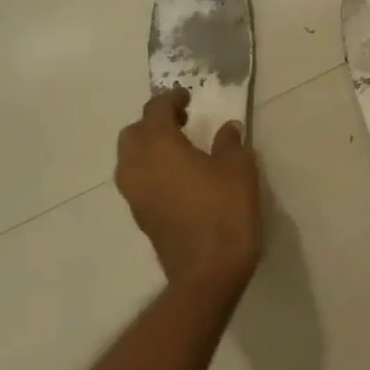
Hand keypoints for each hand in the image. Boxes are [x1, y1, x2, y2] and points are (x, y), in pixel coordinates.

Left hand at [115, 90, 262, 293]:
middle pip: (133, 133)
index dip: (171, 99)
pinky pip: (138, 181)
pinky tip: (179, 177)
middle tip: (182, 122)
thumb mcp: (238, 168)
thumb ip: (230, 143)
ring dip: (149, 147)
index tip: (188, 97)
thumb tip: (227, 129)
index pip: (155, 110)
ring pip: (130, 159)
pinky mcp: (140, 216)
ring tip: (179, 149)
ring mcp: (134, 194)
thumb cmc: (225, 210)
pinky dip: (151, 170)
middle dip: (153, 122)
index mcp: (158, 146)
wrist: (207, 272)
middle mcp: (137, 166)